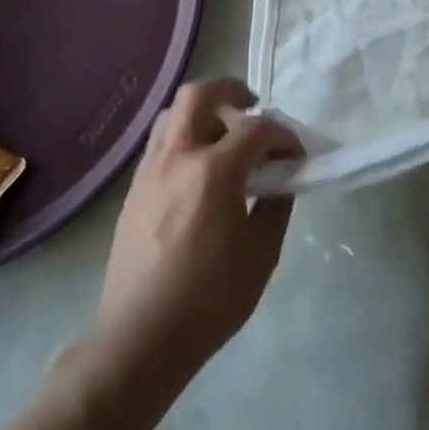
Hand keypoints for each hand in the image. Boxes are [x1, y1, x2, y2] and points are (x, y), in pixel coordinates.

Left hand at [95, 78, 301, 387]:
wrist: (139, 339)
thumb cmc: (209, 299)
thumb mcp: (261, 255)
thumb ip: (276, 206)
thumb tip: (281, 179)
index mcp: (213, 172)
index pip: (257, 129)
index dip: (283, 134)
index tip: (295, 153)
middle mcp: (177, 158)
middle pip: (200, 94)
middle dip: (232, 91)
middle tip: (252, 108)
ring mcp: (149, 171)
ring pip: (173, 114)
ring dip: (203, 112)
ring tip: (223, 137)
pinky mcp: (133, 190)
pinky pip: (160, 143)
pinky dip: (183, 137)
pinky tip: (198, 170)